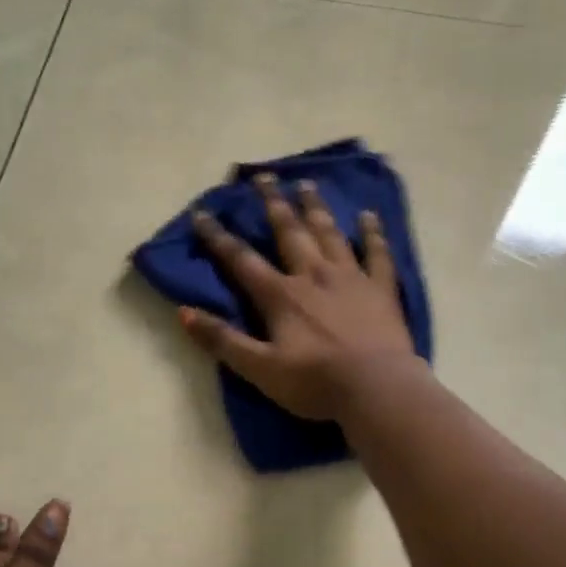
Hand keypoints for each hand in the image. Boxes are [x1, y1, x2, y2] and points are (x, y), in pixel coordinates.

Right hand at [183, 172, 419, 420]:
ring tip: (306, 184)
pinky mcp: (381, 290)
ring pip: (330, 234)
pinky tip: (368, 216)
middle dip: (273, 204)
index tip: (201, 213)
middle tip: (263, 177)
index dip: (218, 238)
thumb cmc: (315, 383)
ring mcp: (351, 279)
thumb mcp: (259, 369)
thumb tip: (184, 312)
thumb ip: (223, 340)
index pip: (241, 261)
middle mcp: (313, 276)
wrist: (376, 389)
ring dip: (316, 208)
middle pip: (289, 232)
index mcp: (281, 296)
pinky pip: (377, 254)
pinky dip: (372, 233)